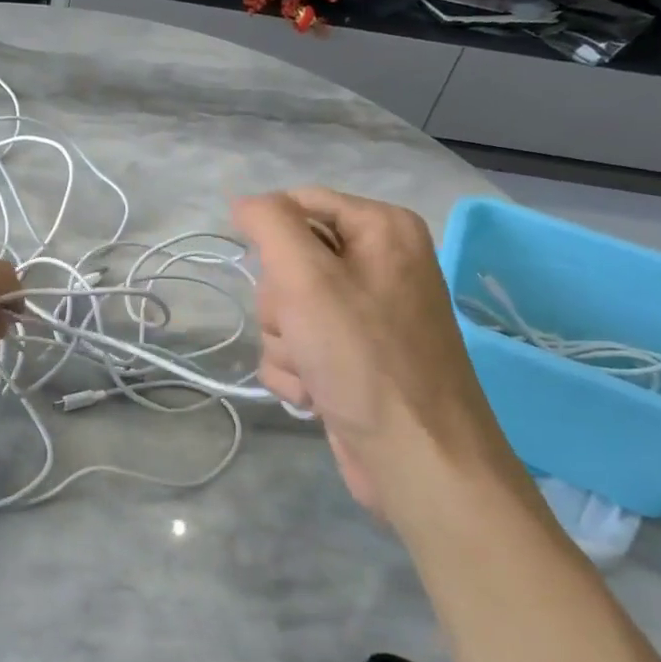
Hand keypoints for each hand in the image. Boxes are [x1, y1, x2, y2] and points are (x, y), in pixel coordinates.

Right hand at [231, 188, 524, 516]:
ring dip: (284, 344)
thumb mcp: (307, 277)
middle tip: (305, 329)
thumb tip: (243, 201)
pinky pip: (295, 346)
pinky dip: (294, 372)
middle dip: (281, 303)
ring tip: (315, 370)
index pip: (297, 203)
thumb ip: (270, 224)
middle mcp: (377, 264)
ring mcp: (364, 315)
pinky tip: (315, 395)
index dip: (270, 237)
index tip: (270, 275)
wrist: (416, 459)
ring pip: (284, 309)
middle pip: (286, 261)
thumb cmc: (363, 358)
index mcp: (381, 229)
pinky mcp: (351, 358)